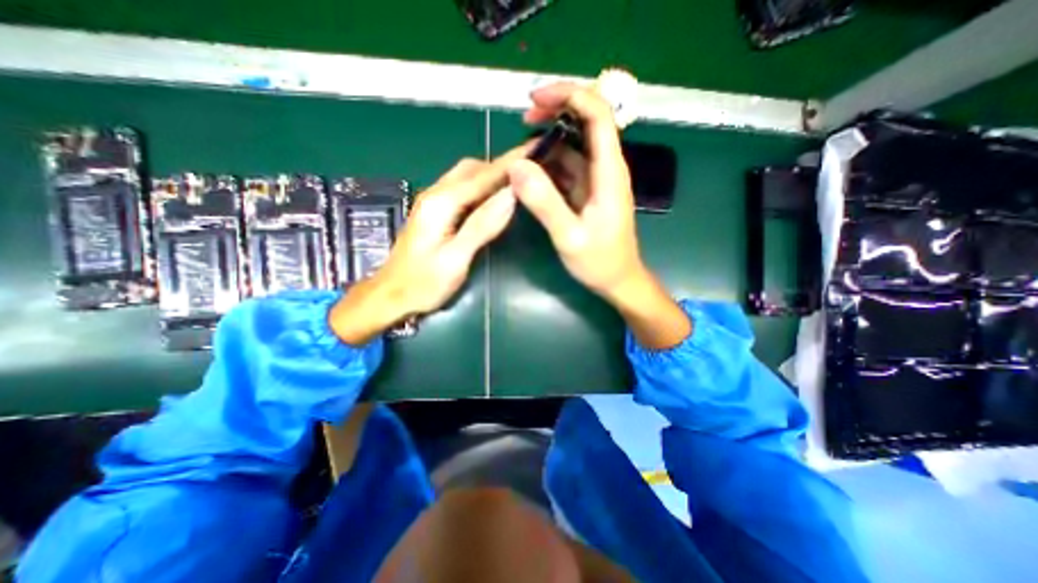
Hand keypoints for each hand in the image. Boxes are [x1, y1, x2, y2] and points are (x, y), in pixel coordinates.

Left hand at [331, 146, 526, 346]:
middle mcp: (435, 194)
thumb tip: (511, 196)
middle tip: (531, 169)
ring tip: (518, 179)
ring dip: (492, 174)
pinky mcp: (434, 212)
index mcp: (441, 203)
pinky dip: (482, 186)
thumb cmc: (423, 284)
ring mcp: (433, 202)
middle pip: (473, 168)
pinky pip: (462, 189)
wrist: (390, 296)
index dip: (511, 163)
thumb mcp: (455, 259)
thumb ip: (482, 226)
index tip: (537, 149)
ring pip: (466, 176)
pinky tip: (493, 196)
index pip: (483, 176)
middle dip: (502, 165)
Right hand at [511, 79, 686, 345]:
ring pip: (574, 145)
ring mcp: (596, 179)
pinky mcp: (587, 191)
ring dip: (549, 139)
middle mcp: (606, 168)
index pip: (598, 115)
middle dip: (557, 110)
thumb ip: (545, 203)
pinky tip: (530, 170)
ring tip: (520, 146)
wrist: (618, 281)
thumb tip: (517, 166)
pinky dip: (549, 163)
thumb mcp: (569, 237)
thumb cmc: (599, 262)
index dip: (570, 96)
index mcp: (609, 172)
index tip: (536, 99)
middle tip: (525, 117)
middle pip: (587, 121)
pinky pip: (568, 167)